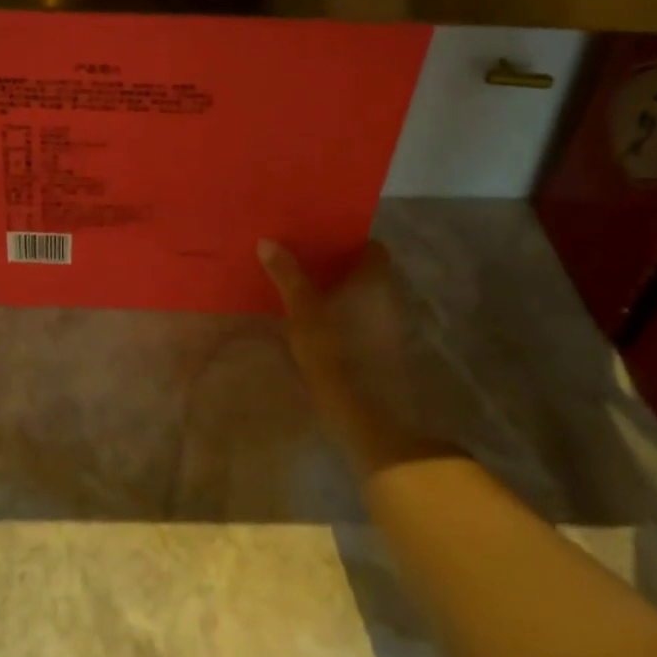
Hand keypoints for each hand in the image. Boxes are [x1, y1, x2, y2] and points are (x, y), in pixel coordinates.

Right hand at [257, 239, 460, 475]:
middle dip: (334, 265)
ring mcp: (388, 325)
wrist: (372, 420)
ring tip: (297, 286)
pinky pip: (358, 318)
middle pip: (363, 270)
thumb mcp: (304, 312)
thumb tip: (268, 239)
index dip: (346, 239)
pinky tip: (312, 321)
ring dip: (335, 291)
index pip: (370, 246)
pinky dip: (339, 314)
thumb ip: (288, 275)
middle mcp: (388, 296)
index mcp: (374, 279)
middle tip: (296, 258)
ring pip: (360, 296)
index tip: (316, 237)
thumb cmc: (338, 355)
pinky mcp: (381, 350)